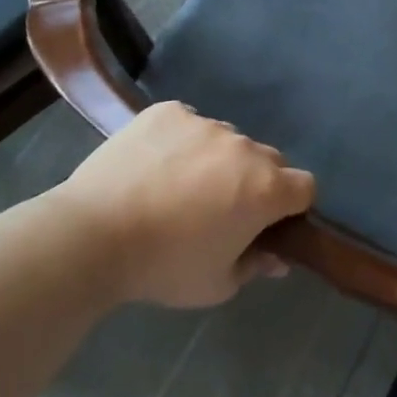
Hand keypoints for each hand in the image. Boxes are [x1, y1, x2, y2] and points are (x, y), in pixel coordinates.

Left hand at [53, 102, 314, 308]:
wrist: (92, 235)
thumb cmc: (164, 267)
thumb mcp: (216, 284)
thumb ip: (255, 266)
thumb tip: (277, 258)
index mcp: (266, 188)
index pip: (305, 186)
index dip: (291, 206)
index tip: (267, 223)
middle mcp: (245, 147)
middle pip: (268, 160)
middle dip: (255, 181)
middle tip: (220, 208)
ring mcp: (205, 124)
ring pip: (227, 140)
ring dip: (218, 160)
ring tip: (178, 186)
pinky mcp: (168, 111)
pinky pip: (189, 123)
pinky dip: (182, 141)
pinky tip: (155, 165)